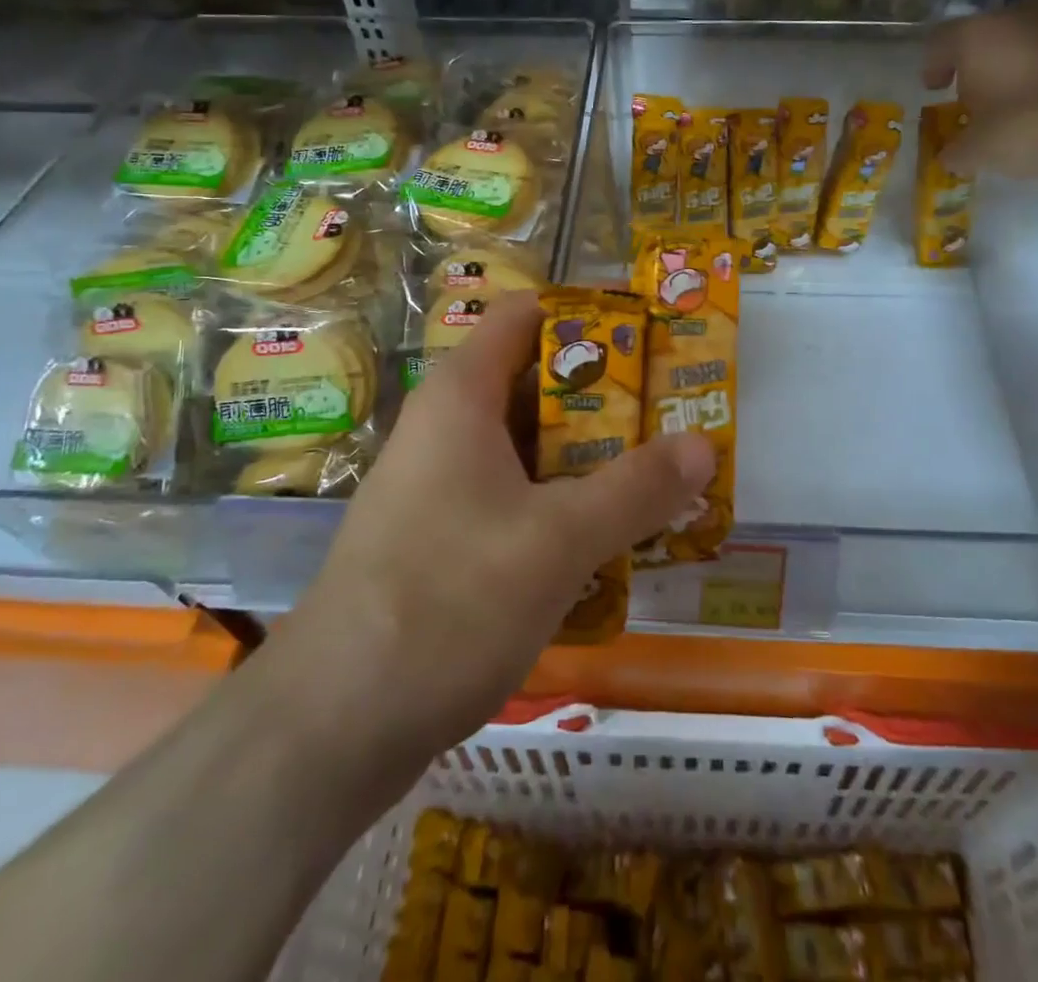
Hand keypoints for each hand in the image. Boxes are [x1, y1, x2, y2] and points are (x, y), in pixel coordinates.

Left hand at [271, 293, 714, 756]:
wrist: (334, 723)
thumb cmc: (448, 600)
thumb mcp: (558, 540)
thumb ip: (636, 489)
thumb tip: (703, 444)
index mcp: (463, 395)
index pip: (526, 315)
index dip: (588, 317)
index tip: (650, 341)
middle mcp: (449, 427)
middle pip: (538, 382)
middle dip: (609, 397)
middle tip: (675, 416)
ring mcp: (443, 484)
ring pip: (531, 447)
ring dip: (593, 457)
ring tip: (661, 474)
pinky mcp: (444, 537)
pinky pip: (517, 496)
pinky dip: (565, 503)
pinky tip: (612, 537)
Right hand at [923, 0, 1037, 176]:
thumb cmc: (1026, 131)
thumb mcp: (978, 151)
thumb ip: (957, 148)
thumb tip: (951, 155)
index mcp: (978, 35)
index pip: (941, 41)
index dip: (934, 65)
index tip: (937, 88)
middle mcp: (1023, 11)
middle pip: (993, 32)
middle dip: (988, 60)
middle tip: (989, 94)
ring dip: (1031, 54)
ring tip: (1036, 89)